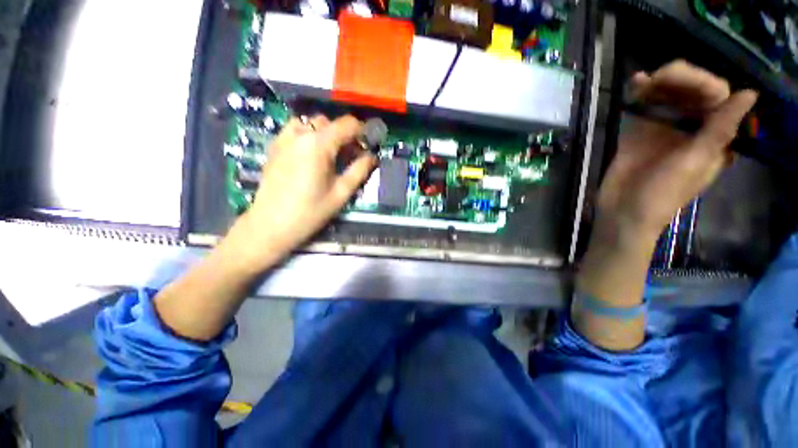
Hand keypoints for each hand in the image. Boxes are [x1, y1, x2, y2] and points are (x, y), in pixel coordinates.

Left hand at [236, 115, 376, 261]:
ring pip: (309, 123)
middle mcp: (300, 134)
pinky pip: (294, 130)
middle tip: (351, 155)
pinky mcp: (274, 147)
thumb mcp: (341, 193)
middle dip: (344, 134)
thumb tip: (372, 157)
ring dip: (324, 133)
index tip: (368, 144)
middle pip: (328, 122)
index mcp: (318, 144)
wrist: (270, 225)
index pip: (346, 124)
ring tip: (330, 153)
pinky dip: (307, 135)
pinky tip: (310, 154)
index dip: (362, 131)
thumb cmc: (310, 212)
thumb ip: (359, 171)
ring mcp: (283, 139)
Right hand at [597, 60, 757, 239]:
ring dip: (659, 83)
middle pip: (692, 91)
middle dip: (678, 79)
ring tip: (644, 80)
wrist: (623, 211)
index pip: (716, 97)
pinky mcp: (639, 134)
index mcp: (713, 136)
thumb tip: (750, 94)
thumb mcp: (695, 164)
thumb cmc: (662, 194)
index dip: (701, 82)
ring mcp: (664, 129)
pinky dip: (641, 94)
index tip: (679, 81)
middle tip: (658, 78)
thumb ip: (720, 130)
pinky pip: (644, 108)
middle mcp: (692, 127)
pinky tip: (636, 83)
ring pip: (668, 96)